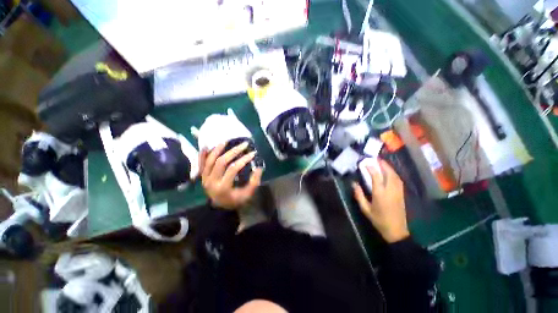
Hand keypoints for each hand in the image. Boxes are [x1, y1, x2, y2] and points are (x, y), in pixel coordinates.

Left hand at [199, 142, 262, 209]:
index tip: (252, 153)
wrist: (220, 207)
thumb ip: (254, 182)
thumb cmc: (235, 200)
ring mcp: (204, 178)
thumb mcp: (247, 194)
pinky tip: (206, 146)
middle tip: (244, 145)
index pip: (233, 169)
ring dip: (218, 149)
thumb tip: (259, 168)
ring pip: (210, 160)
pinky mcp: (202, 176)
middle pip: (221, 162)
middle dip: (234, 151)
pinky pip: (200, 164)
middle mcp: (211, 182)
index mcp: (223, 187)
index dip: (243, 159)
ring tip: (226, 141)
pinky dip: (202, 154)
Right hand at [353, 159, 408, 242]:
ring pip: (395, 176)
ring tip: (383, 163)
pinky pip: (399, 181)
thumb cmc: (379, 220)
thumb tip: (354, 184)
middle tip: (377, 159)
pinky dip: (394, 174)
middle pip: (389, 174)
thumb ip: (359, 195)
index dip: (371, 168)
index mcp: (380, 194)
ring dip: (389, 168)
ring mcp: (398, 192)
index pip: (376, 177)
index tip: (365, 163)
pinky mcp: (402, 195)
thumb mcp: (366, 209)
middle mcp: (391, 191)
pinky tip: (390, 173)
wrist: (396, 231)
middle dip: (383, 165)